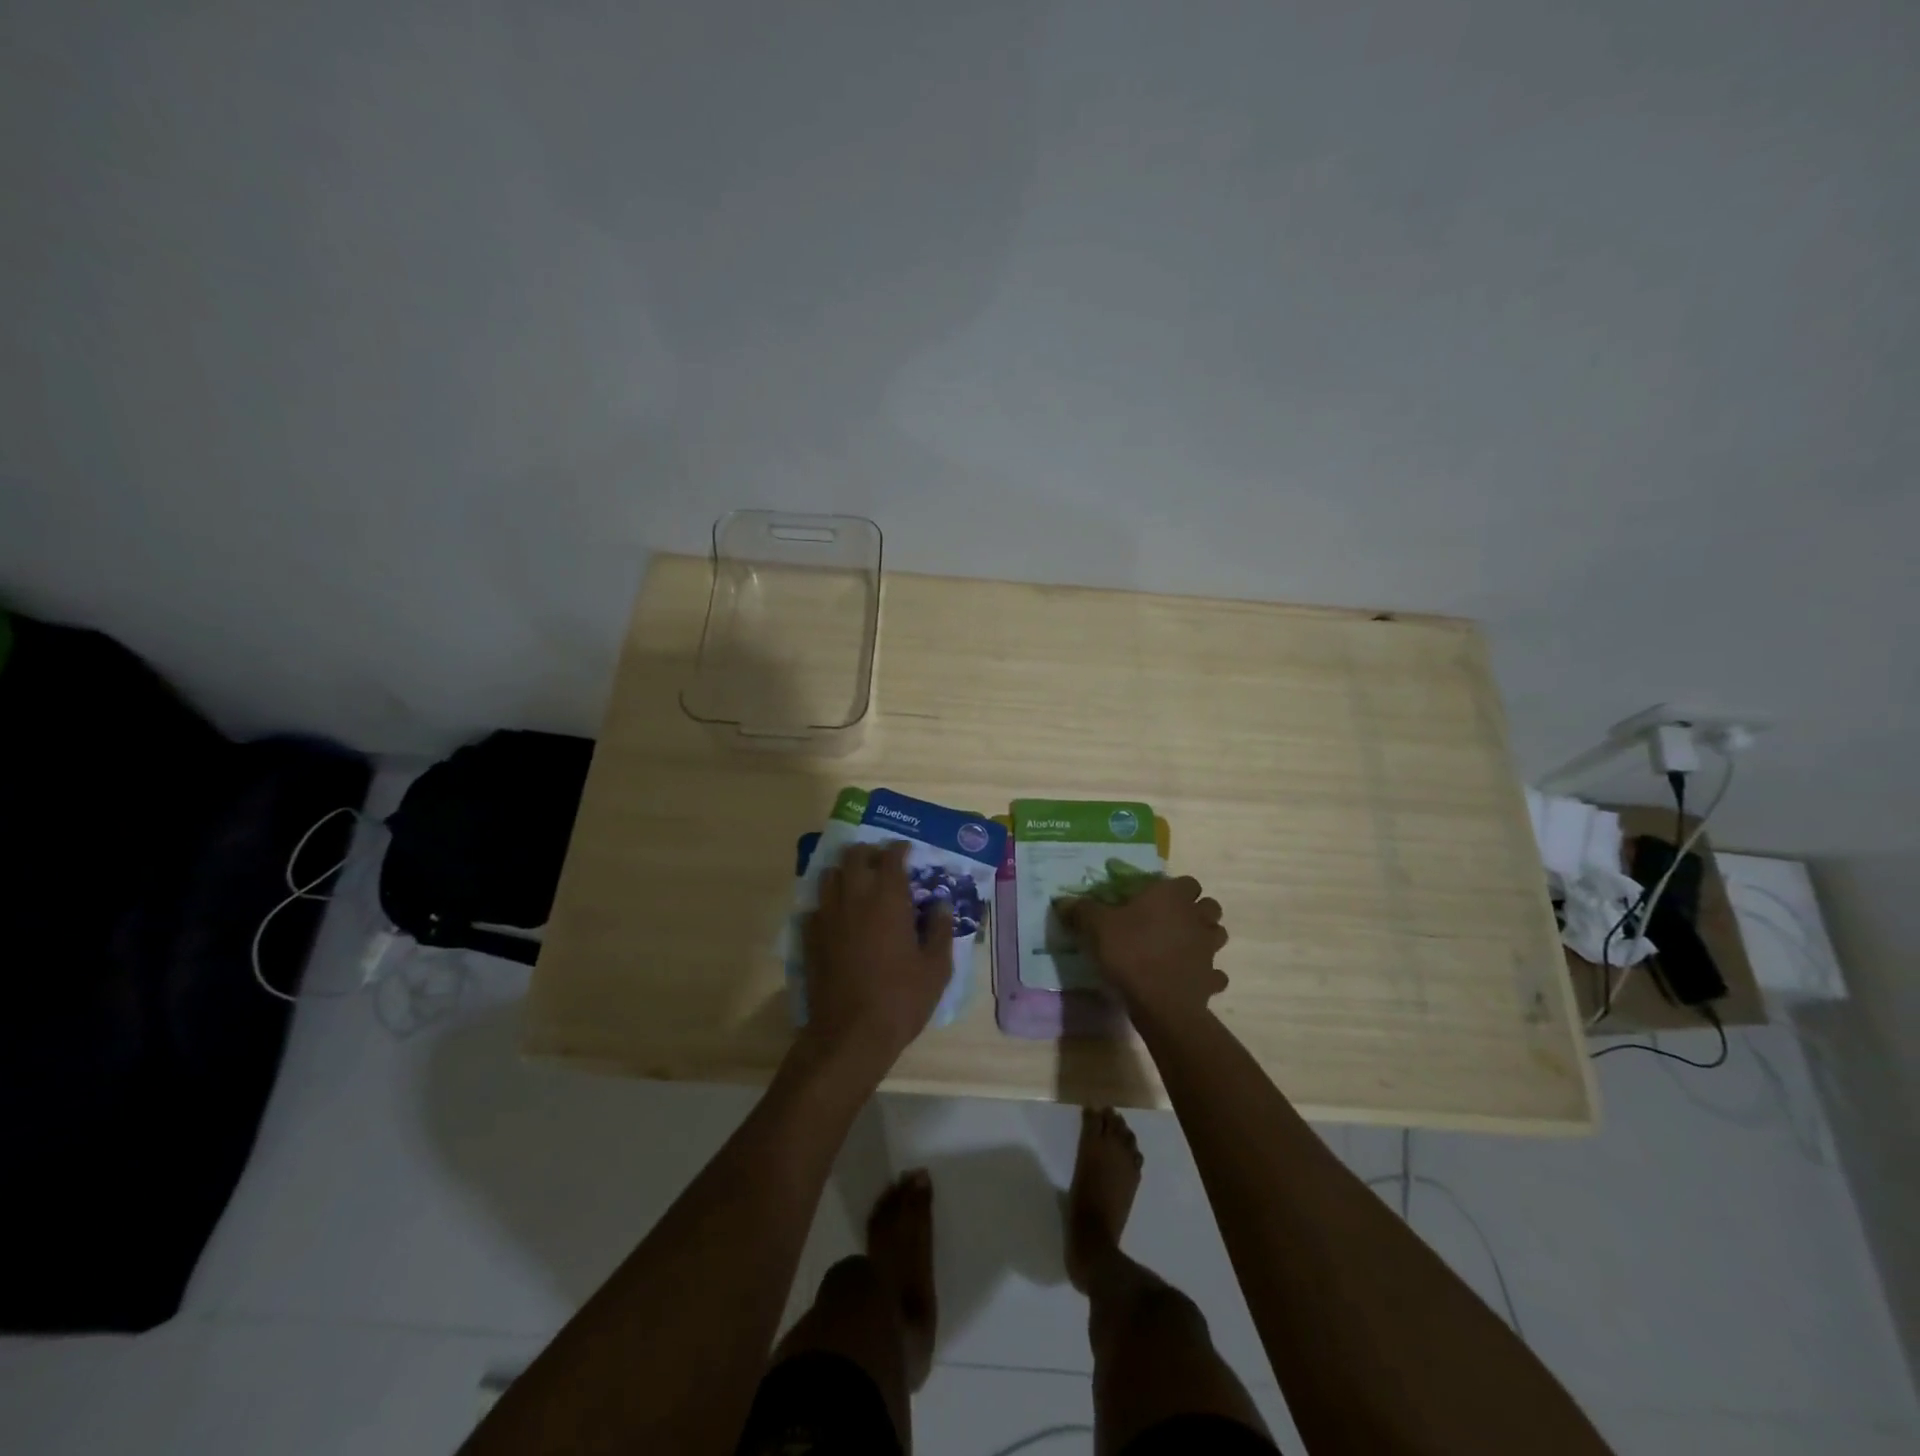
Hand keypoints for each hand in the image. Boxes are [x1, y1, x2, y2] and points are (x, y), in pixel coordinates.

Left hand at [802, 841, 954, 1078]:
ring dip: (845, 872)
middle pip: (854, 856)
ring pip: (830, 875)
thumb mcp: (936, 968)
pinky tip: (838, 916)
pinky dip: (828, 902)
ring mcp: (827, 915)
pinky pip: (816, 905)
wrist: (850, 1034)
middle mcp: (854, 897)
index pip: (891, 857)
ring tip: (859, 884)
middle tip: (882, 863)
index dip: (899, 849)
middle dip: (869, 853)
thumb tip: (941, 904)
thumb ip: (940, 930)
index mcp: (888, 899)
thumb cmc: (901, 999)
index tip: (906, 851)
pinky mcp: (809, 936)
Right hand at [1060, 875, 1227, 1024]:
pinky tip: (1189, 978)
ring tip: (1182, 947)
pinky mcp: (1211, 979)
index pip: (1187, 882)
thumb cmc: (1129, 953)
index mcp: (1172, 897)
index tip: (1155, 899)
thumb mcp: (1095, 927)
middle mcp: (1196, 918)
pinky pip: (1215, 973)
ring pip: (1217, 935)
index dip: (1174, 888)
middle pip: (1209, 906)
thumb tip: (1063, 901)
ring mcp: (1209, 949)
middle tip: (1171, 920)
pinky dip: (1206, 974)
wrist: (1159, 1002)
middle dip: (1195, 910)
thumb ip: (1081, 910)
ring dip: (1204, 938)